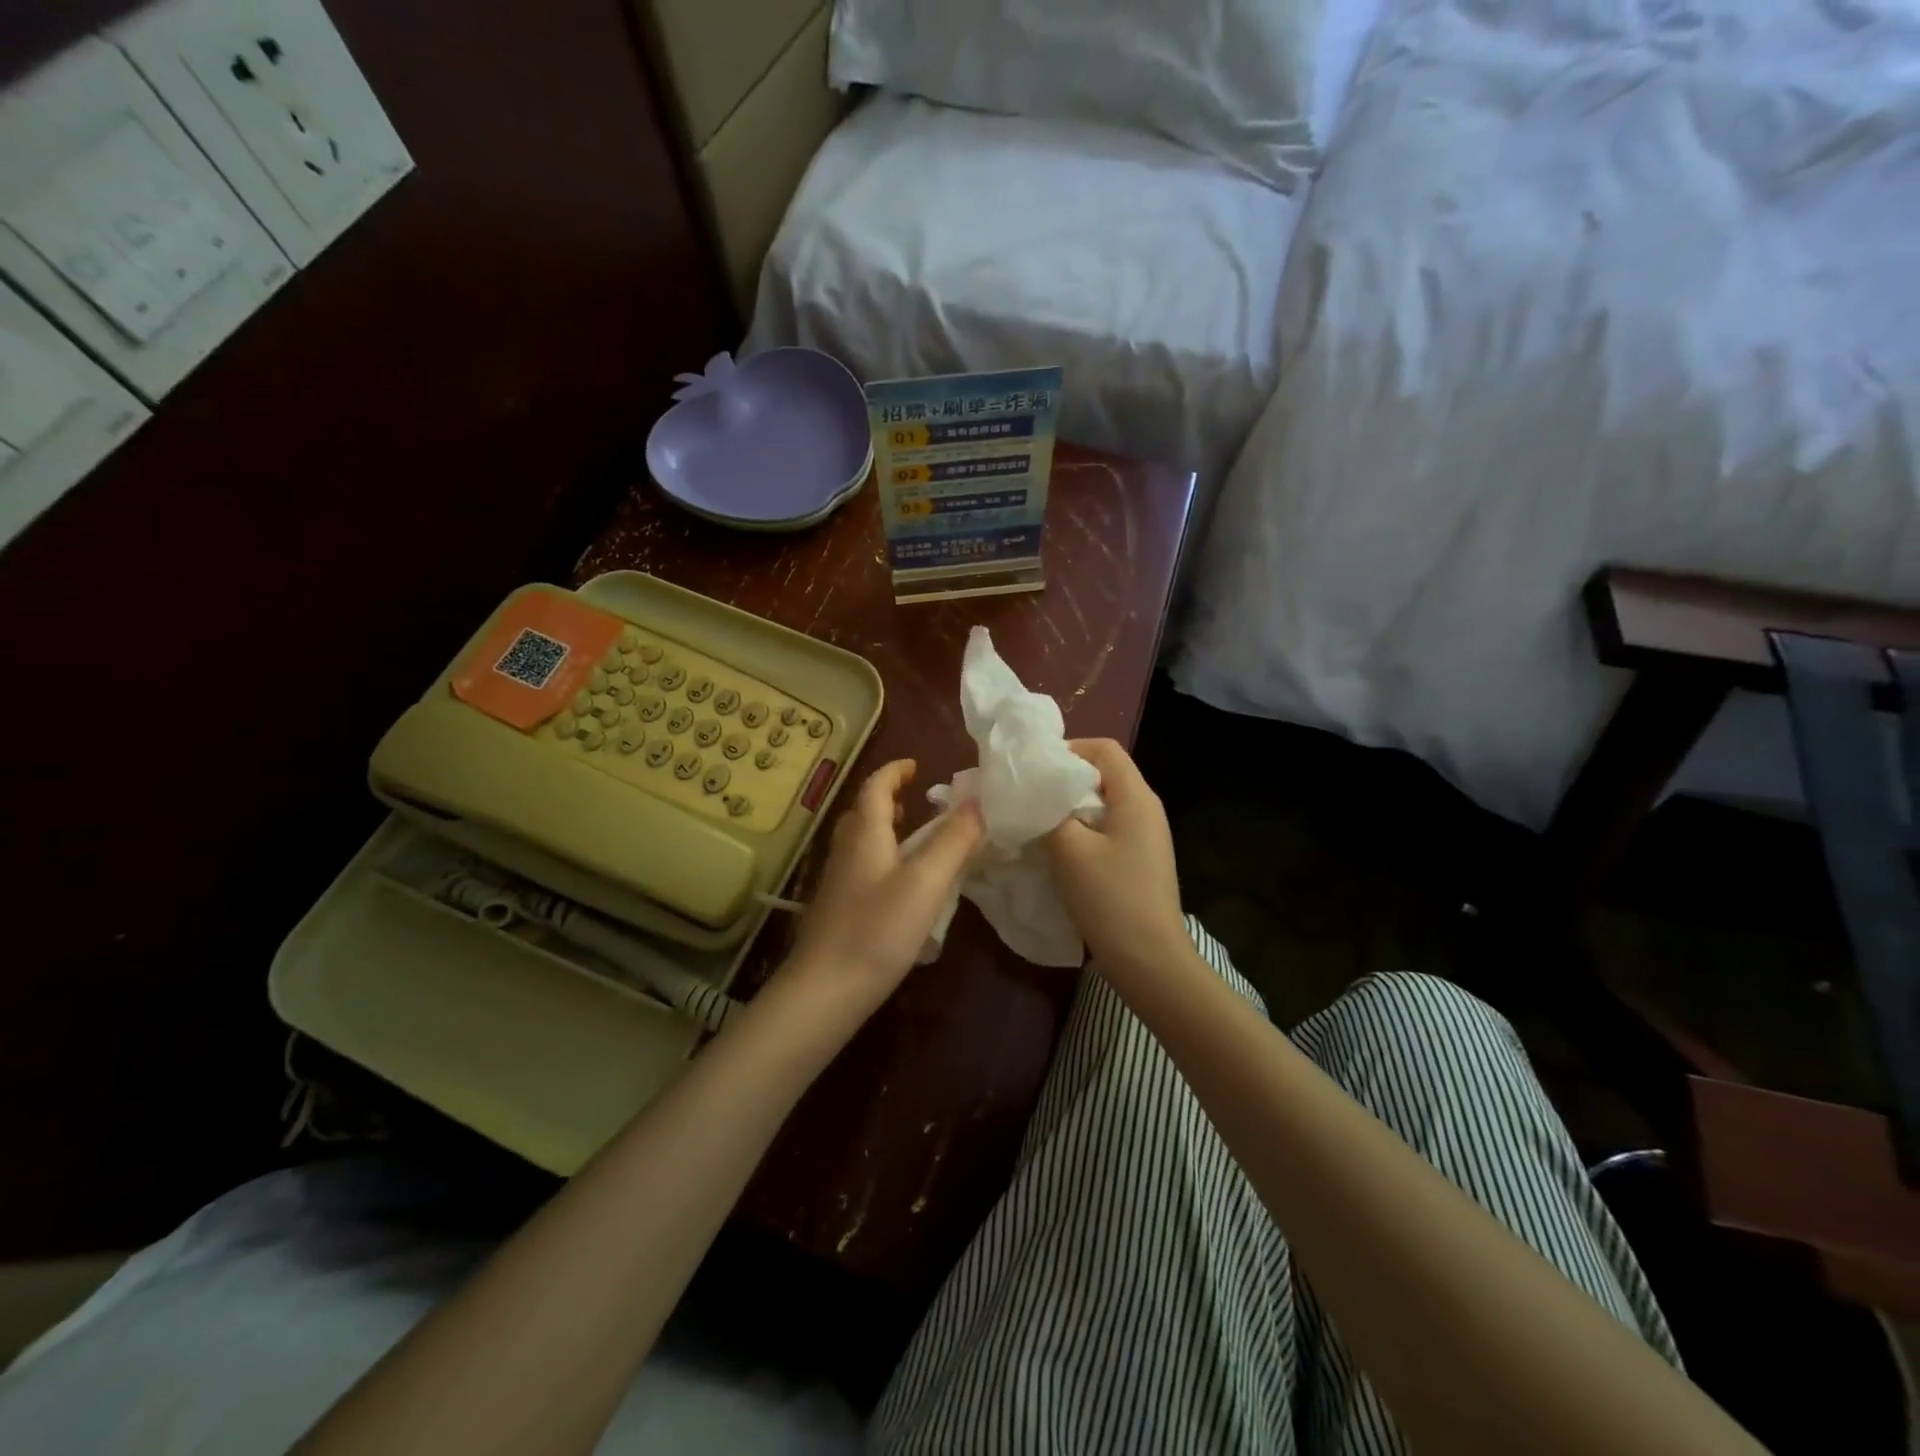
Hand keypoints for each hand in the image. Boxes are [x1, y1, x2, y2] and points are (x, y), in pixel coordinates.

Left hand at [782, 760, 982, 1018]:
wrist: (825, 990)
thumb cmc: (877, 929)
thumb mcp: (926, 882)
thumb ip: (954, 841)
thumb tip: (979, 801)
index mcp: (865, 834)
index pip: (875, 786)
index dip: (894, 771)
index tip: (916, 765)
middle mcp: (846, 850)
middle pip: (863, 812)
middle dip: (889, 799)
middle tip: (919, 802)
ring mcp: (838, 881)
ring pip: (861, 841)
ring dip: (886, 830)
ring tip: (916, 839)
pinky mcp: (838, 909)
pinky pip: (863, 867)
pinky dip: (883, 858)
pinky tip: (902, 886)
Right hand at [1042, 739, 1191, 982]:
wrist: (1150, 961)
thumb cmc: (1111, 898)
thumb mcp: (1069, 850)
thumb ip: (1048, 812)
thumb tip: (1030, 793)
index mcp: (1136, 797)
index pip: (1104, 748)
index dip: (1069, 749)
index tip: (1034, 770)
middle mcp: (1146, 809)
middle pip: (1102, 775)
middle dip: (1063, 781)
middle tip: (1027, 796)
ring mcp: (1145, 837)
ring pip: (1101, 805)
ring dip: (1068, 809)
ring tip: (1035, 822)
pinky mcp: (1138, 861)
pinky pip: (1106, 831)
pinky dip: (1080, 832)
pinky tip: (1056, 851)